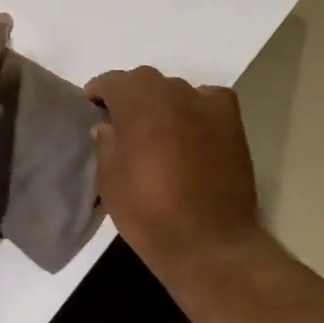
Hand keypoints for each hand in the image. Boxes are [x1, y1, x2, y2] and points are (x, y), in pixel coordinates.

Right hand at [84, 66, 264, 272]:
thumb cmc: (147, 211)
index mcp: (138, 103)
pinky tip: (192, 125)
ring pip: (177, 90)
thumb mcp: (109, 180)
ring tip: (156, 127)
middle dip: (130, 95)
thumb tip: (108, 126)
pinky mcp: (232, 124)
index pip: (113, 82)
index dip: (98, 92)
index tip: (91, 107)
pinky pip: (209, 100)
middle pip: (145, 80)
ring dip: (162, 102)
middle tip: (121, 120)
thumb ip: (106, 144)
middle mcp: (173, 94)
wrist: (207, 241)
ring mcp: (207, 106)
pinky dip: (197, 106)